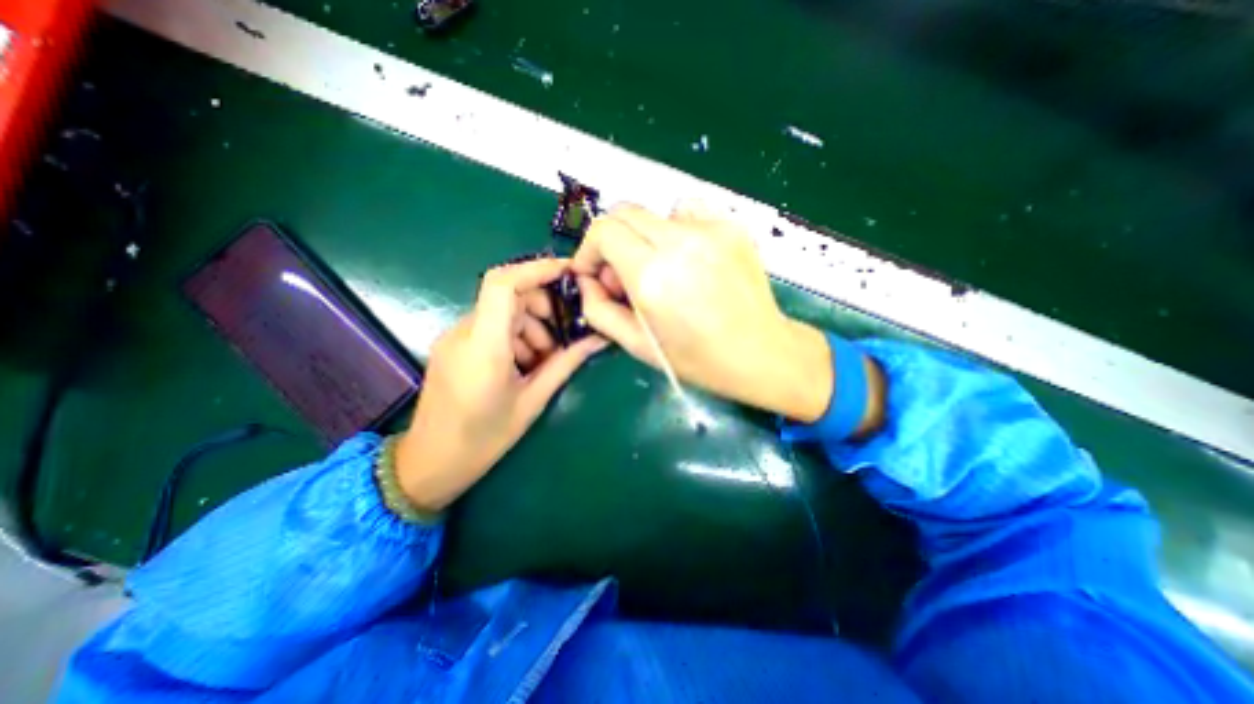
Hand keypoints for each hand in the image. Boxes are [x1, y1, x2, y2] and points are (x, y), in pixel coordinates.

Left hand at [392, 259, 604, 511]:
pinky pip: (491, 326)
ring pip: (502, 312)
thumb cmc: (484, 439)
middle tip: (563, 336)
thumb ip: (566, 363)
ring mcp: (455, 338)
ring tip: (544, 360)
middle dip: (543, 307)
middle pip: (509, 295)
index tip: (569, 273)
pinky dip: (515, 335)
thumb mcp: (533, 401)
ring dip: (531, 326)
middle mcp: (464, 332)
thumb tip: (598, 339)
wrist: (430, 464)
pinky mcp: (454, 346)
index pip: (504, 283)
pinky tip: (524, 364)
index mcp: (484, 346)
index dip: (537, 269)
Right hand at [572, 202, 845, 424]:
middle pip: (625, 212)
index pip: (604, 231)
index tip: (594, 272)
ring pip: (655, 212)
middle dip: (611, 240)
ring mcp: (710, 230)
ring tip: (660, 269)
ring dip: (644, 237)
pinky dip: (675, 229)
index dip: (589, 249)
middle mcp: (680, 243)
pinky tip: (687, 258)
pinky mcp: (730, 226)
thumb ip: (598, 310)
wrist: (760, 352)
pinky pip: (687, 211)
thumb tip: (587, 280)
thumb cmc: (697, 358)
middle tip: (622, 275)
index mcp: (653, 277)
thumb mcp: (636, 344)